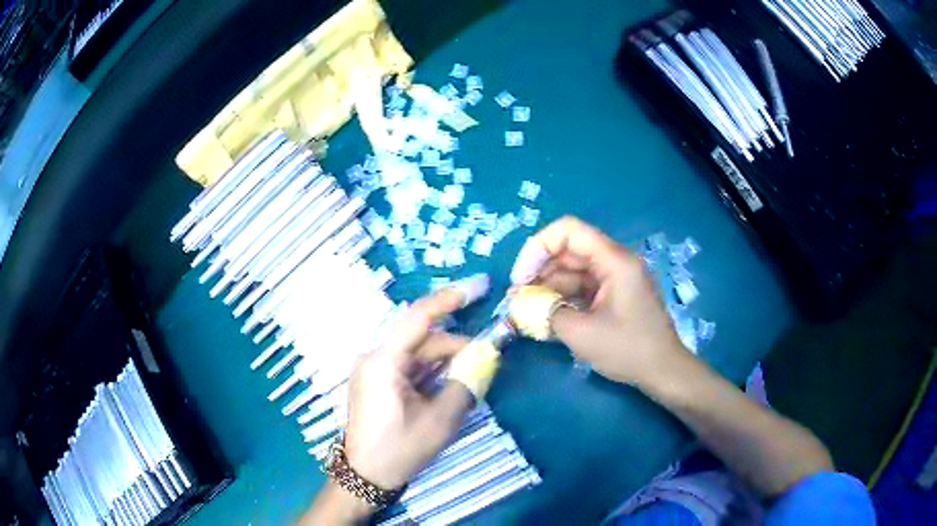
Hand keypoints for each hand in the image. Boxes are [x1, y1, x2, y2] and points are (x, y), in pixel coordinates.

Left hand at [342, 287, 478, 490]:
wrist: (365, 475)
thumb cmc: (399, 449)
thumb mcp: (439, 421)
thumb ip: (465, 384)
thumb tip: (487, 356)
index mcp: (384, 361)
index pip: (419, 317)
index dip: (451, 299)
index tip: (480, 286)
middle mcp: (375, 357)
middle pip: (423, 339)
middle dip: (457, 346)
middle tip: (489, 358)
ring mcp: (374, 369)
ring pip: (418, 353)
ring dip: (446, 361)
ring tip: (473, 374)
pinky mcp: (377, 380)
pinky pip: (409, 366)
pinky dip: (432, 371)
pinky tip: (450, 383)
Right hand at [510, 216, 691, 387]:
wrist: (663, 371)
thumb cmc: (628, 349)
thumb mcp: (582, 333)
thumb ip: (546, 312)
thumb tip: (520, 304)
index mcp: (614, 260)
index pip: (568, 231)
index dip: (538, 247)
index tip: (521, 278)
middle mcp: (615, 261)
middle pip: (569, 251)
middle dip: (539, 271)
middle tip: (517, 298)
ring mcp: (616, 278)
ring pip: (574, 270)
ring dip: (549, 287)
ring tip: (526, 309)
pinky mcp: (615, 294)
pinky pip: (583, 287)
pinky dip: (563, 298)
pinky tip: (546, 315)